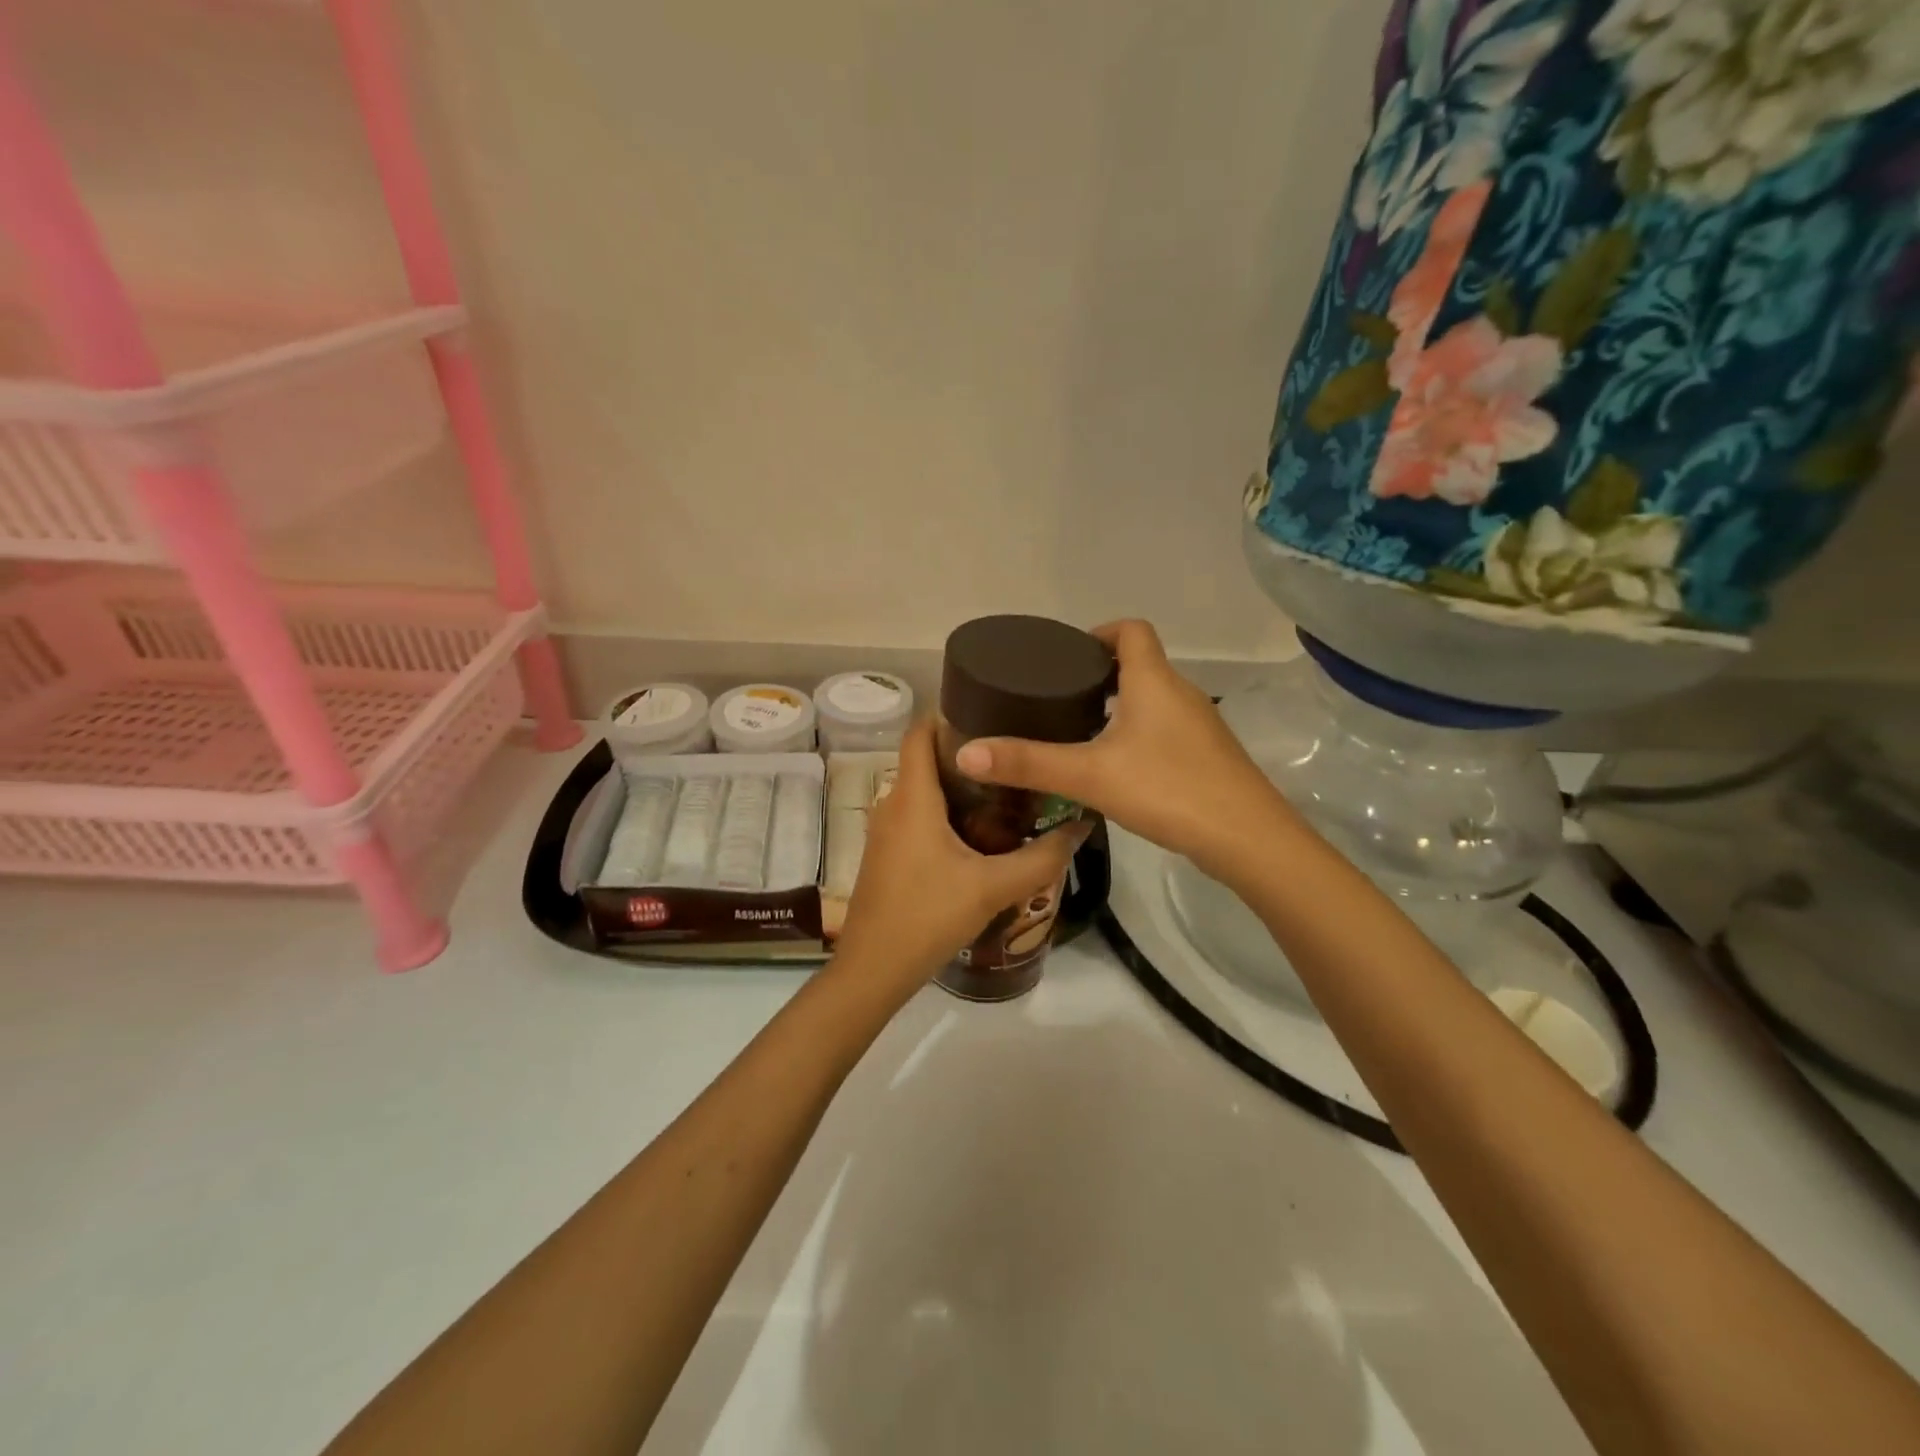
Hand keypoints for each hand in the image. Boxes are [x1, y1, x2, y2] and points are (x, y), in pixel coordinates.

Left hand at [832, 717, 1091, 996]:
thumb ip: (1042, 858)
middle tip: (1014, 753)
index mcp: (912, 797)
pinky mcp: (887, 854)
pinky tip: (980, 832)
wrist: (873, 970)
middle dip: (967, 752)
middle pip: (925, 759)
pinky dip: (945, 811)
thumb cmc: (928, 916)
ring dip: (958, 785)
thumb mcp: (993, 887)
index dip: (949, 712)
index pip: (919, 732)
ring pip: (922, 791)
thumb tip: (1082, 827)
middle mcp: (892, 804)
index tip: (993, 708)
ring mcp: (885, 831)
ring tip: (1006, 788)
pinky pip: (917, 816)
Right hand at [953, 620, 1290, 882]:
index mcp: (1153, 681)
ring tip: (1077, 731)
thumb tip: (966, 755)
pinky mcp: (1207, 757)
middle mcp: (1180, 694)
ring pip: (1153, 700)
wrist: (1248, 840)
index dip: (1099, 633)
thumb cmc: (1168, 790)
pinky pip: (1165, 729)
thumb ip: (1028, 764)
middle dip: (1100, 674)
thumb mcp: (1089, 775)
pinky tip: (1116, 767)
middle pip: (1140, 665)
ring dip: (1118, 706)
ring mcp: (1199, 726)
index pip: (1131, 630)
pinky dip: (1138, 734)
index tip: (1066, 657)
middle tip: (1058, 698)